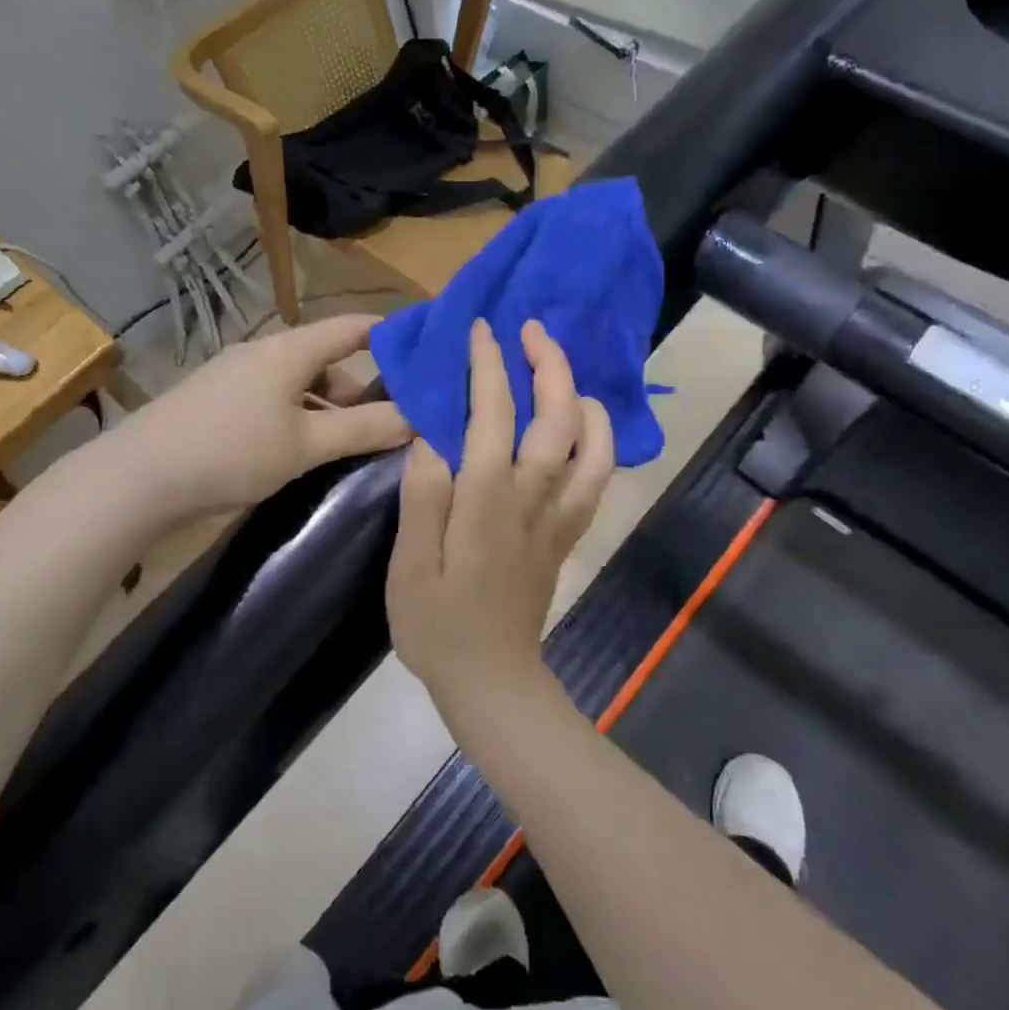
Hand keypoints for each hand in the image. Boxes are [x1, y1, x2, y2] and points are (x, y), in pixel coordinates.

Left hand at [136, 314, 411, 514]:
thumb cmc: (231, 452)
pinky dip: (301, 417)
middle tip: (394, 419)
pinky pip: (276, 399)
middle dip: (363, 387)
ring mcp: (237, 376)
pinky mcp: (219, 401)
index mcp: (290, 350)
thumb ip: (363, 429)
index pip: (353, 327)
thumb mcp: (306, 445)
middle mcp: (265, 353)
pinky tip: (305, 450)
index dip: (392, 335)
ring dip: (330, 408)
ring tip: (353, 443)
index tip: (426, 354)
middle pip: (327, 359)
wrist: (137, 479)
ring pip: (300, 383)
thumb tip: (417, 418)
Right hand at [386, 318, 615, 704]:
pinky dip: (600, 440)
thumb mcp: (408, 565)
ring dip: (582, 396)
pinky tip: (585, 424)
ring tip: (561, 369)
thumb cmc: (437, 625)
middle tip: (531, 330)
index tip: (480, 330)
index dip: (489, 366)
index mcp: (487, 500)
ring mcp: (559, 515)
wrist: (491, 679)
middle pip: (557, 417)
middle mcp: (533, 497)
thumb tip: (430, 437)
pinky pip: (598, 477)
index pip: (494, 414)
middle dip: (549, 364)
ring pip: (592, 444)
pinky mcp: (569, 532)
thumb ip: (422, 498)